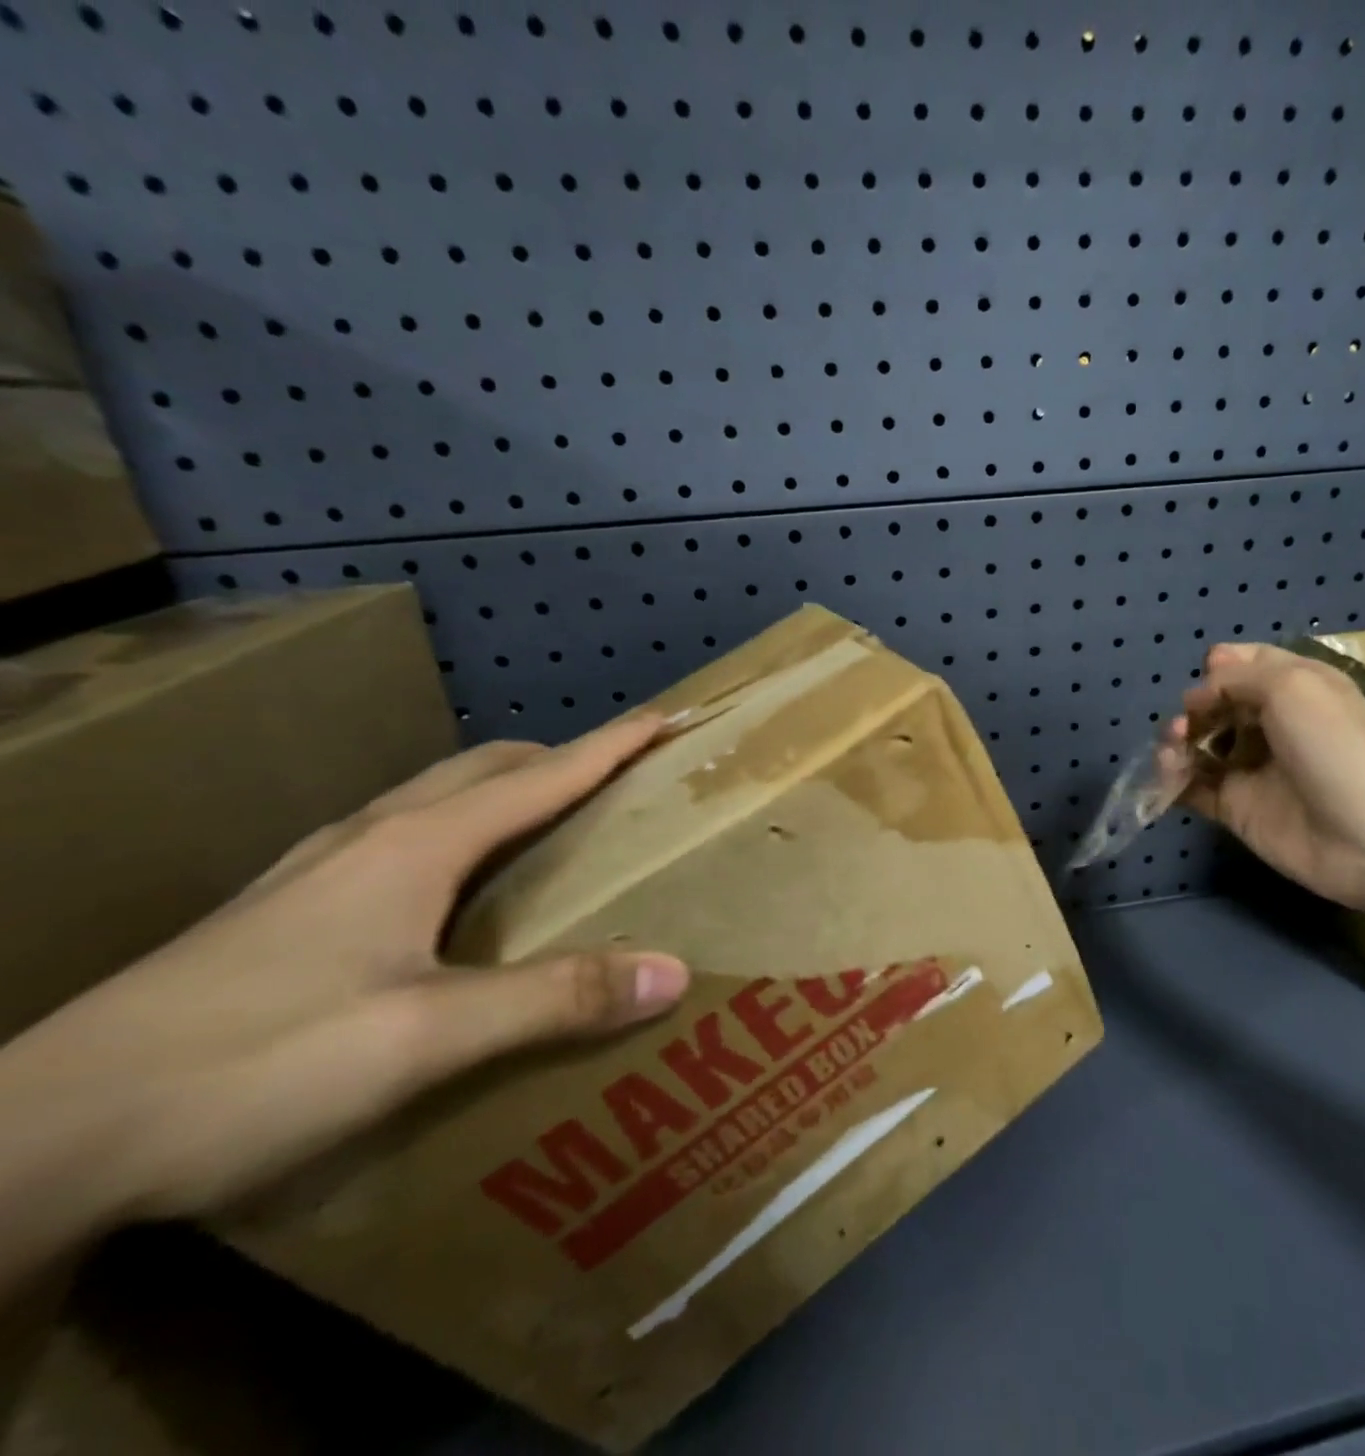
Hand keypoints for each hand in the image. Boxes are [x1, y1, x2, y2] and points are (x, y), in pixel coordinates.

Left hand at [0, 713, 689, 1233]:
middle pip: (487, 769)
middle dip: (560, 759)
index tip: (664, 718)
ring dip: (506, 791)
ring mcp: (319, 868)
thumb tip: (672, 971)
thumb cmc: (254, 1063)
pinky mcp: (286, 907)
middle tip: (616, 778)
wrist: (35, 1138)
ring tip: (546, 822)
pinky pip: (400, 837)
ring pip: (437, 798)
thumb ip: (555, 998)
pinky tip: (448, 884)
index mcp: (417, 845)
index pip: (542, 775)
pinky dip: (457, 830)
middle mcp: (372, 837)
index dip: (610, 745)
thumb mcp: (425, 1037)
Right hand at [1164, 643, 1364, 910]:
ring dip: (1177, 740)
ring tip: (1173, 748)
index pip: (1246, 665)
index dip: (1220, 667)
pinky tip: (1167, 773)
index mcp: (1294, 687)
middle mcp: (1271, 723)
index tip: (1207, 680)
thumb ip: (1237, 677)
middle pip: (1217, 704)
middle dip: (1194, 707)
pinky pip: (1193, 786)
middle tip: (1187, 723)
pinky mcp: (1235, 807)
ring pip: (1200, 744)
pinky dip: (1173, 777)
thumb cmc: (1334, 748)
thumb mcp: (1291, 687)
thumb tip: (1199, 690)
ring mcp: (1251, 768)